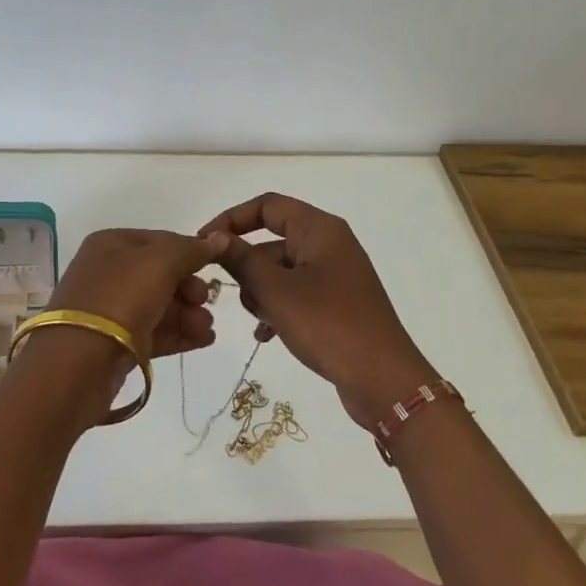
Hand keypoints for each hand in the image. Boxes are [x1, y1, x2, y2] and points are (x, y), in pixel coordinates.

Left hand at [47, 227, 229, 357]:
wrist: (79, 363)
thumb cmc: (120, 298)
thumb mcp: (160, 263)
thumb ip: (191, 250)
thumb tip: (219, 237)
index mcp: (111, 244)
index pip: (160, 240)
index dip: (189, 252)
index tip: (213, 267)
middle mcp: (108, 273)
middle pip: (161, 275)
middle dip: (189, 288)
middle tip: (204, 301)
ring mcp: (110, 310)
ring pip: (159, 305)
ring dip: (188, 314)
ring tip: (207, 329)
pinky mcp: (116, 343)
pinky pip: (153, 332)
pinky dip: (178, 334)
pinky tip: (203, 340)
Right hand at [200, 194, 437, 425]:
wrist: (383, 380)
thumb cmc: (327, 324)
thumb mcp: (276, 291)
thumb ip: (241, 260)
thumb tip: (215, 238)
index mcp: (319, 229)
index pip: (267, 206)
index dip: (232, 219)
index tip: (203, 242)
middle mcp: (329, 244)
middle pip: (273, 241)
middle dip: (247, 266)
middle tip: (226, 293)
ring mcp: (335, 275)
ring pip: (281, 271)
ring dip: (261, 292)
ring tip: (260, 320)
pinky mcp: (337, 304)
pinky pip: (296, 295)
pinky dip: (278, 309)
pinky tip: (266, 335)